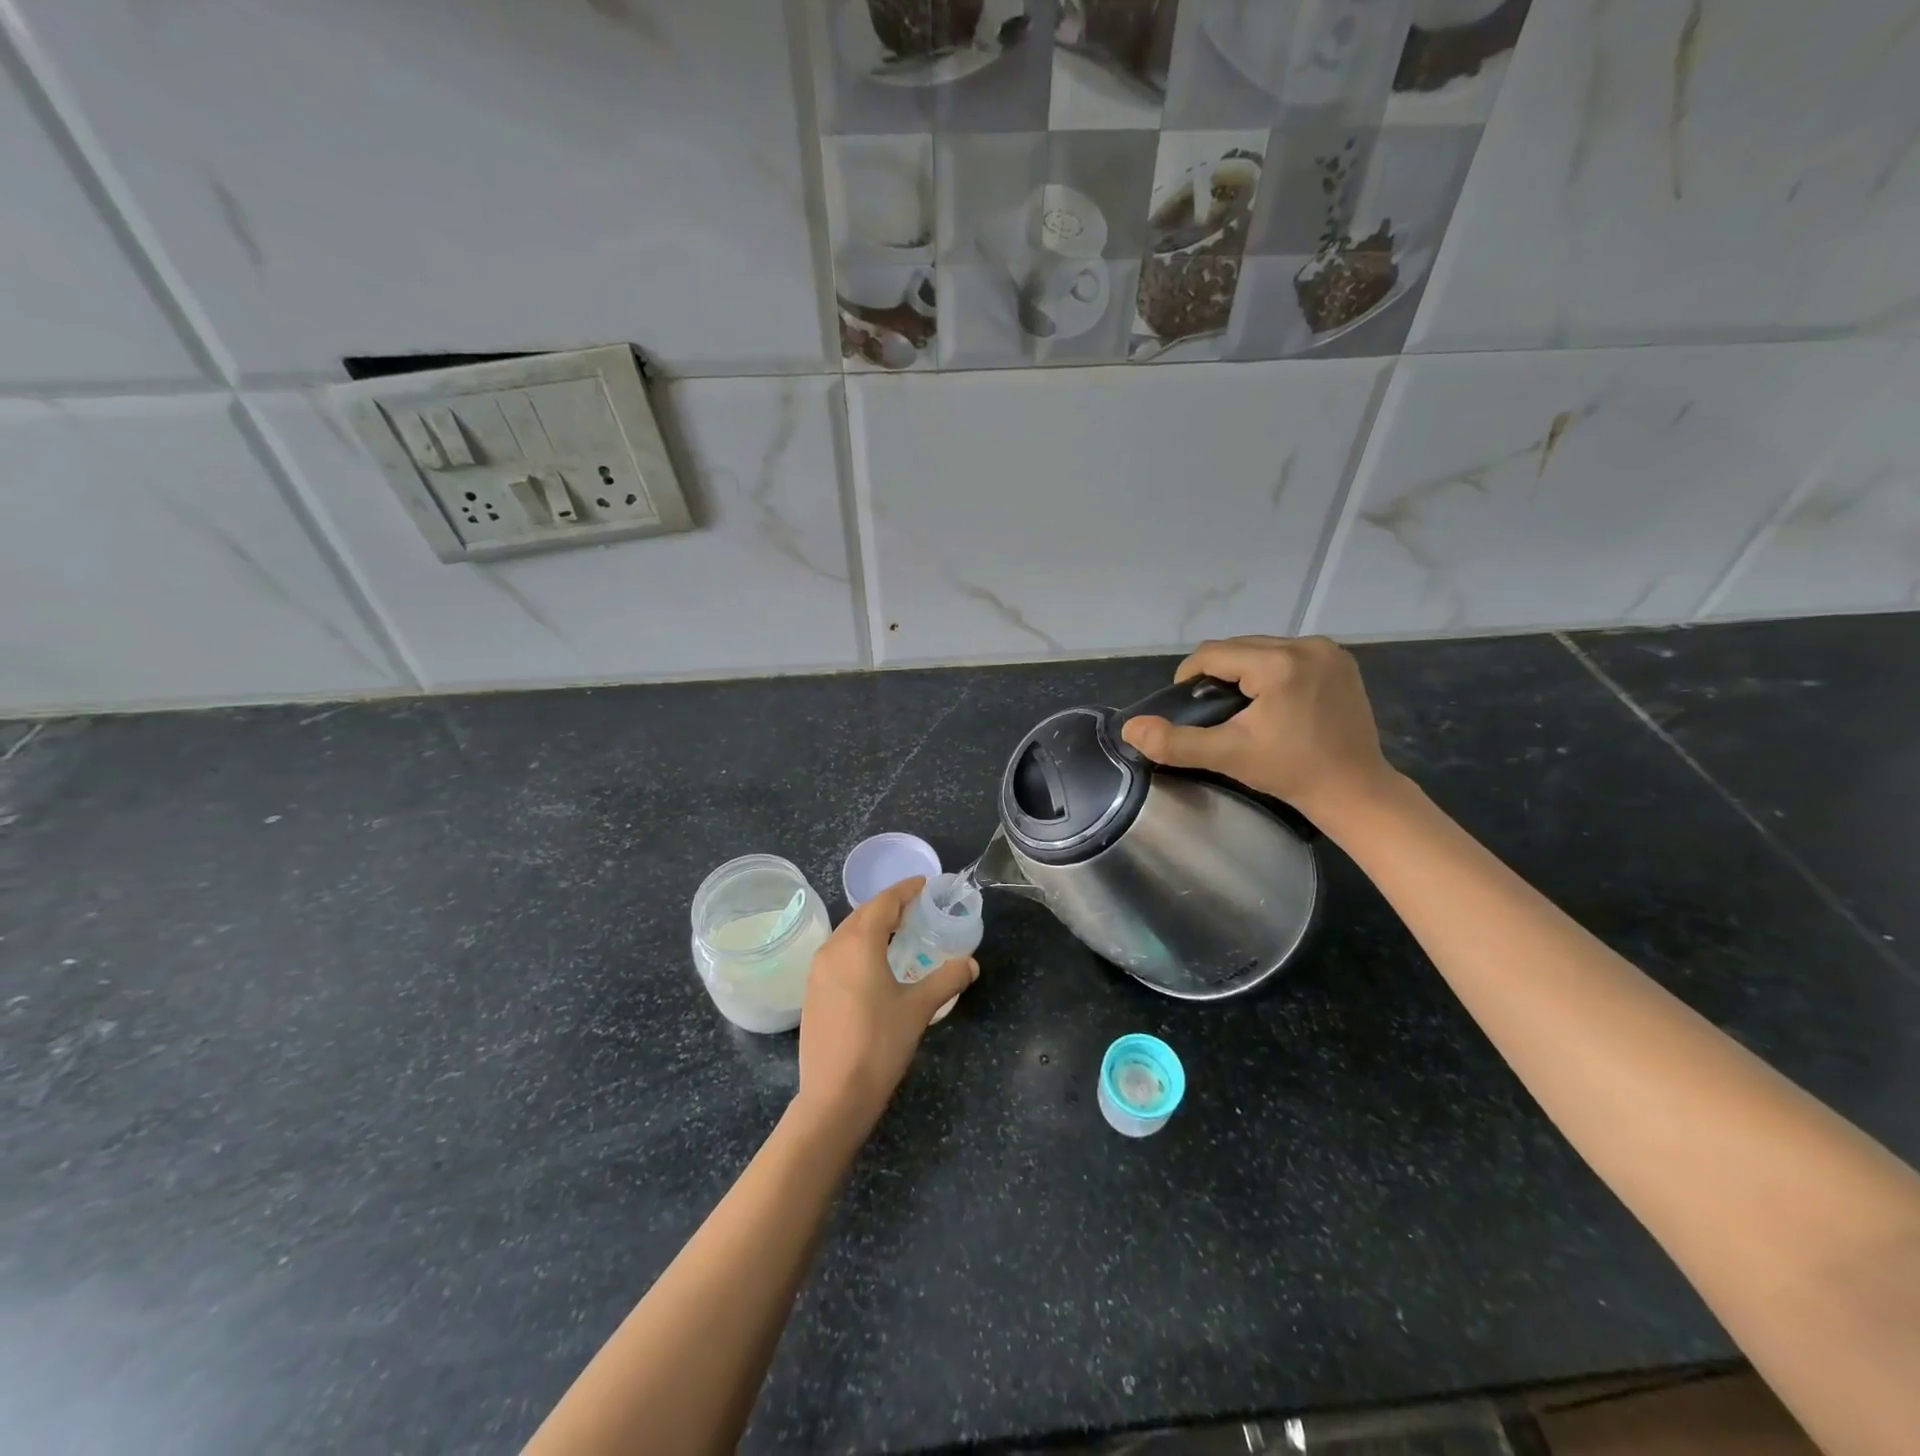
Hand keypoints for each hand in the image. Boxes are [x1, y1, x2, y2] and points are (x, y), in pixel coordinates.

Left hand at [795, 876, 976, 1130]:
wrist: (834, 1095)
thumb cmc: (879, 1044)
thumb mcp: (918, 1008)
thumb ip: (946, 979)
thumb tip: (970, 963)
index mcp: (858, 944)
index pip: (883, 902)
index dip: (905, 890)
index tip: (925, 884)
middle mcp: (833, 948)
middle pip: (863, 914)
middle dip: (890, 905)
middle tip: (917, 907)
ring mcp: (817, 971)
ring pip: (848, 933)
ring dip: (872, 926)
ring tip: (899, 932)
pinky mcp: (812, 991)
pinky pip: (838, 953)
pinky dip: (858, 946)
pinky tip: (874, 963)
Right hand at [1120, 635, 1396, 824]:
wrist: (1355, 790)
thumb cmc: (1290, 772)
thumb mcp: (1228, 756)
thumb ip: (1176, 742)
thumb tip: (1131, 729)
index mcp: (1278, 663)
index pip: (1214, 653)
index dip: (1190, 675)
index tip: (1187, 703)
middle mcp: (1306, 645)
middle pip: (1239, 646)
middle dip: (1218, 672)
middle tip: (1212, 709)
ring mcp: (1328, 651)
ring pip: (1263, 648)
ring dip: (1244, 669)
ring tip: (1240, 706)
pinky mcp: (1342, 661)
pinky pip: (1289, 654)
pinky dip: (1272, 670)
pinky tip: (1273, 701)